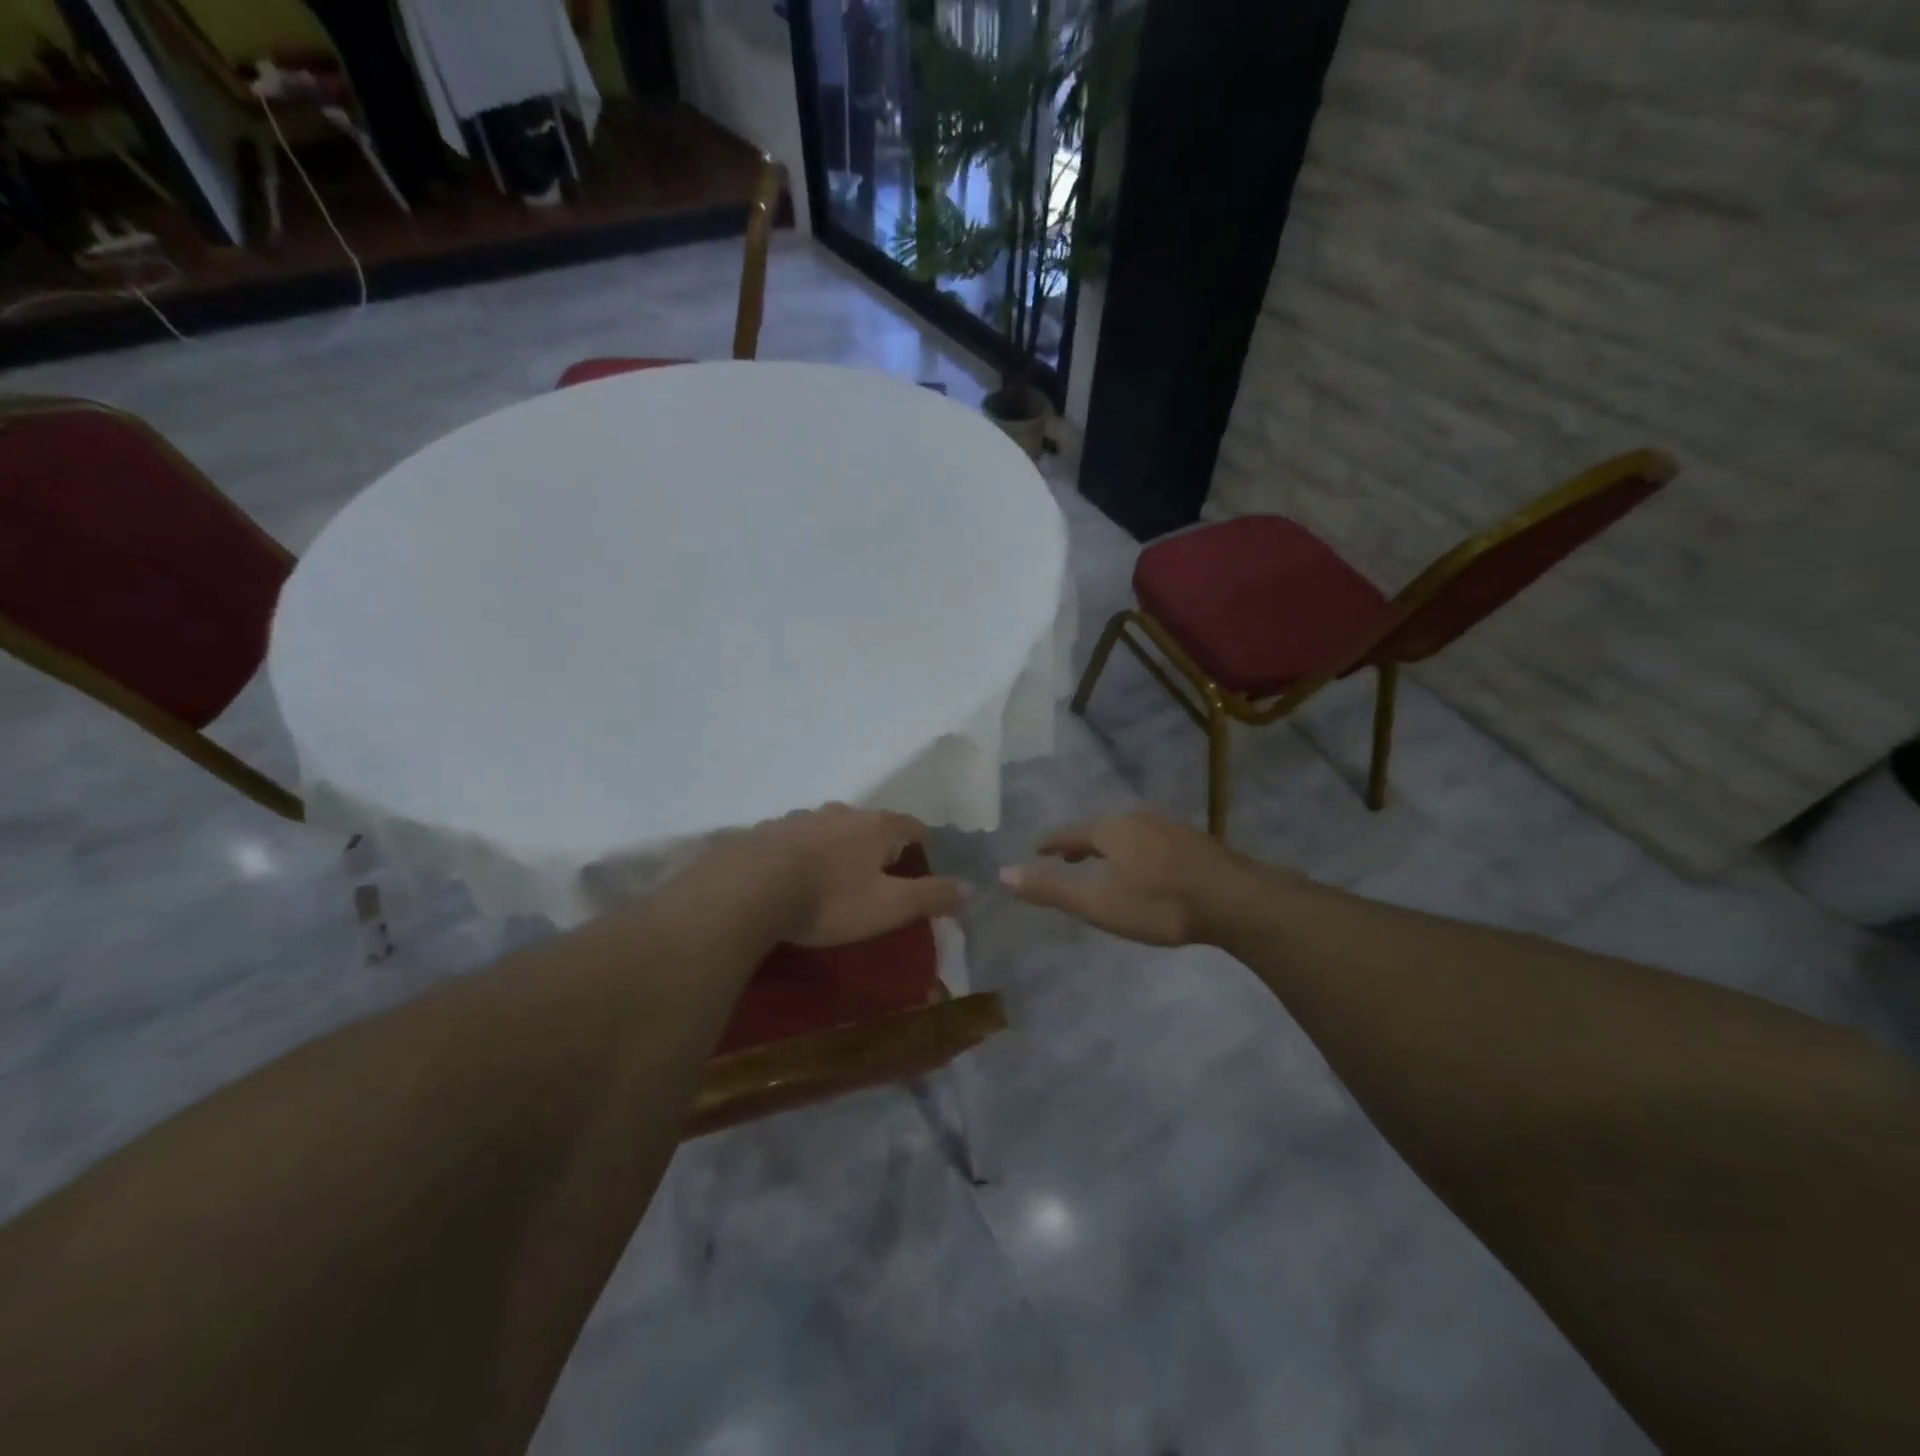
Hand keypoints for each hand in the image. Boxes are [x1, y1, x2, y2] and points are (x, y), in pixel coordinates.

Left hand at [737, 803, 968, 946]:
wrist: (749, 888)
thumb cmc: (830, 898)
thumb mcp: (890, 906)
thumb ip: (932, 895)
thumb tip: (971, 887)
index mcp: (877, 826)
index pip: (913, 827)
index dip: (924, 845)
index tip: (925, 866)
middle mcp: (842, 812)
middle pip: (872, 825)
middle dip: (880, 846)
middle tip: (881, 877)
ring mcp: (802, 817)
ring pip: (833, 829)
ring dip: (841, 848)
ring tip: (837, 879)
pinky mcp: (769, 831)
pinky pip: (799, 839)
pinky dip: (806, 854)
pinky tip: (796, 877)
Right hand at [998, 810, 1268, 945]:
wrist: (1235, 901)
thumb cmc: (1159, 903)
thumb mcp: (1098, 902)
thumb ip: (1051, 889)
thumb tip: (1002, 873)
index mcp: (1111, 830)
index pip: (1071, 832)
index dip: (1052, 842)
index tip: (1036, 848)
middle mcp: (1138, 820)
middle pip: (1101, 829)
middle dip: (1082, 843)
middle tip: (1067, 856)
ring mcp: (1171, 828)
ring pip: (1130, 833)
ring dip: (1112, 846)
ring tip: (1104, 861)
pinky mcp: (1195, 842)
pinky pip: (1153, 840)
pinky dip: (1138, 851)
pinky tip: (1148, 867)